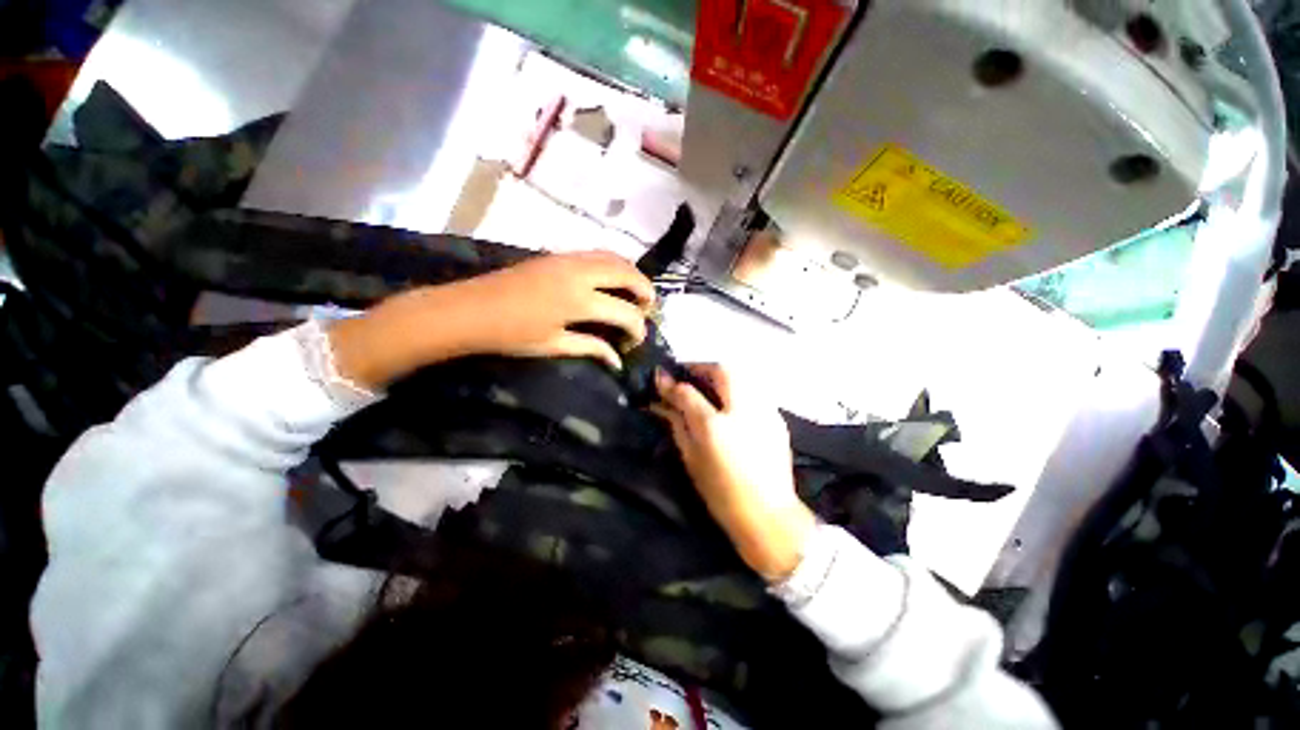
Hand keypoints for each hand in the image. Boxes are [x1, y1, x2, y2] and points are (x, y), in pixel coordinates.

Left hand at [330, 251, 654, 388]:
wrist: (468, 310)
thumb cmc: (510, 334)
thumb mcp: (554, 345)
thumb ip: (591, 348)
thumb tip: (617, 361)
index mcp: (578, 301)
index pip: (624, 312)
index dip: (638, 327)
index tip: (637, 340)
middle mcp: (579, 273)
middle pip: (626, 273)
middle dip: (644, 290)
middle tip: (649, 307)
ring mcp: (568, 259)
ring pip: (612, 257)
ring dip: (631, 273)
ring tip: (636, 292)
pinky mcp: (557, 255)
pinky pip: (596, 254)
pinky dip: (613, 264)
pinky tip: (611, 279)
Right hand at [652, 364, 815, 580]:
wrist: (769, 516)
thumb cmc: (722, 493)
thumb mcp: (691, 459)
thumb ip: (677, 425)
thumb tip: (662, 403)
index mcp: (714, 426)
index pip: (688, 392)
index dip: (671, 382)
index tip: (660, 376)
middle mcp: (742, 410)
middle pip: (721, 371)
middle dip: (701, 368)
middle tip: (687, 375)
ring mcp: (764, 411)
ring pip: (741, 376)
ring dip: (720, 375)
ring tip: (707, 385)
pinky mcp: (777, 418)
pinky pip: (753, 390)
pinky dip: (737, 388)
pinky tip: (729, 401)